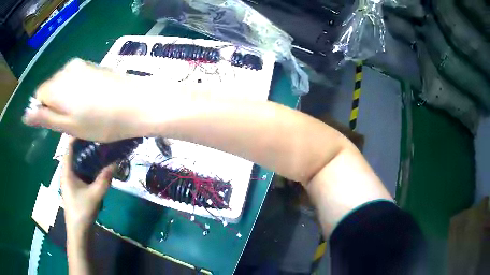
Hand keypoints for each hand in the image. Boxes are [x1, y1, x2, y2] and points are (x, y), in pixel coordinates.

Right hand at [22, 58, 151, 141]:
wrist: (136, 104)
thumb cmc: (101, 122)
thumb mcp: (69, 126)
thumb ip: (45, 117)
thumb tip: (26, 114)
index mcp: (58, 85)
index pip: (40, 94)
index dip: (45, 109)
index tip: (57, 121)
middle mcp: (67, 69)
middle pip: (51, 87)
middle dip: (56, 103)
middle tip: (73, 119)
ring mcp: (82, 65)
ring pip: (64, 82)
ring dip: (67, 97)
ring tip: (84, 111)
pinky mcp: (94, 65)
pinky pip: (76, 78)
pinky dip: (78, 89)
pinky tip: (92, 100)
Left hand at [62, 138, 113, 235]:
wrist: (78, 230)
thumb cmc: (82, 211)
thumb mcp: (95, 194)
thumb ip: (105, 179)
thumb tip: (116, 162)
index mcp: (66, 171)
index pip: (68, 147)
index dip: (76, 135)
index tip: (88, 126)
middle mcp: (66, 172)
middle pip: (72, 151)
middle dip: (83, 142)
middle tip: (96, 135)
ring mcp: (70, 179)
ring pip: (76, 160)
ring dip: (85, 153)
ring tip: (97, 145)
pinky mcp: (74, 185)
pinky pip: (79, 168)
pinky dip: (86, 163)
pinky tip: (96, 163)